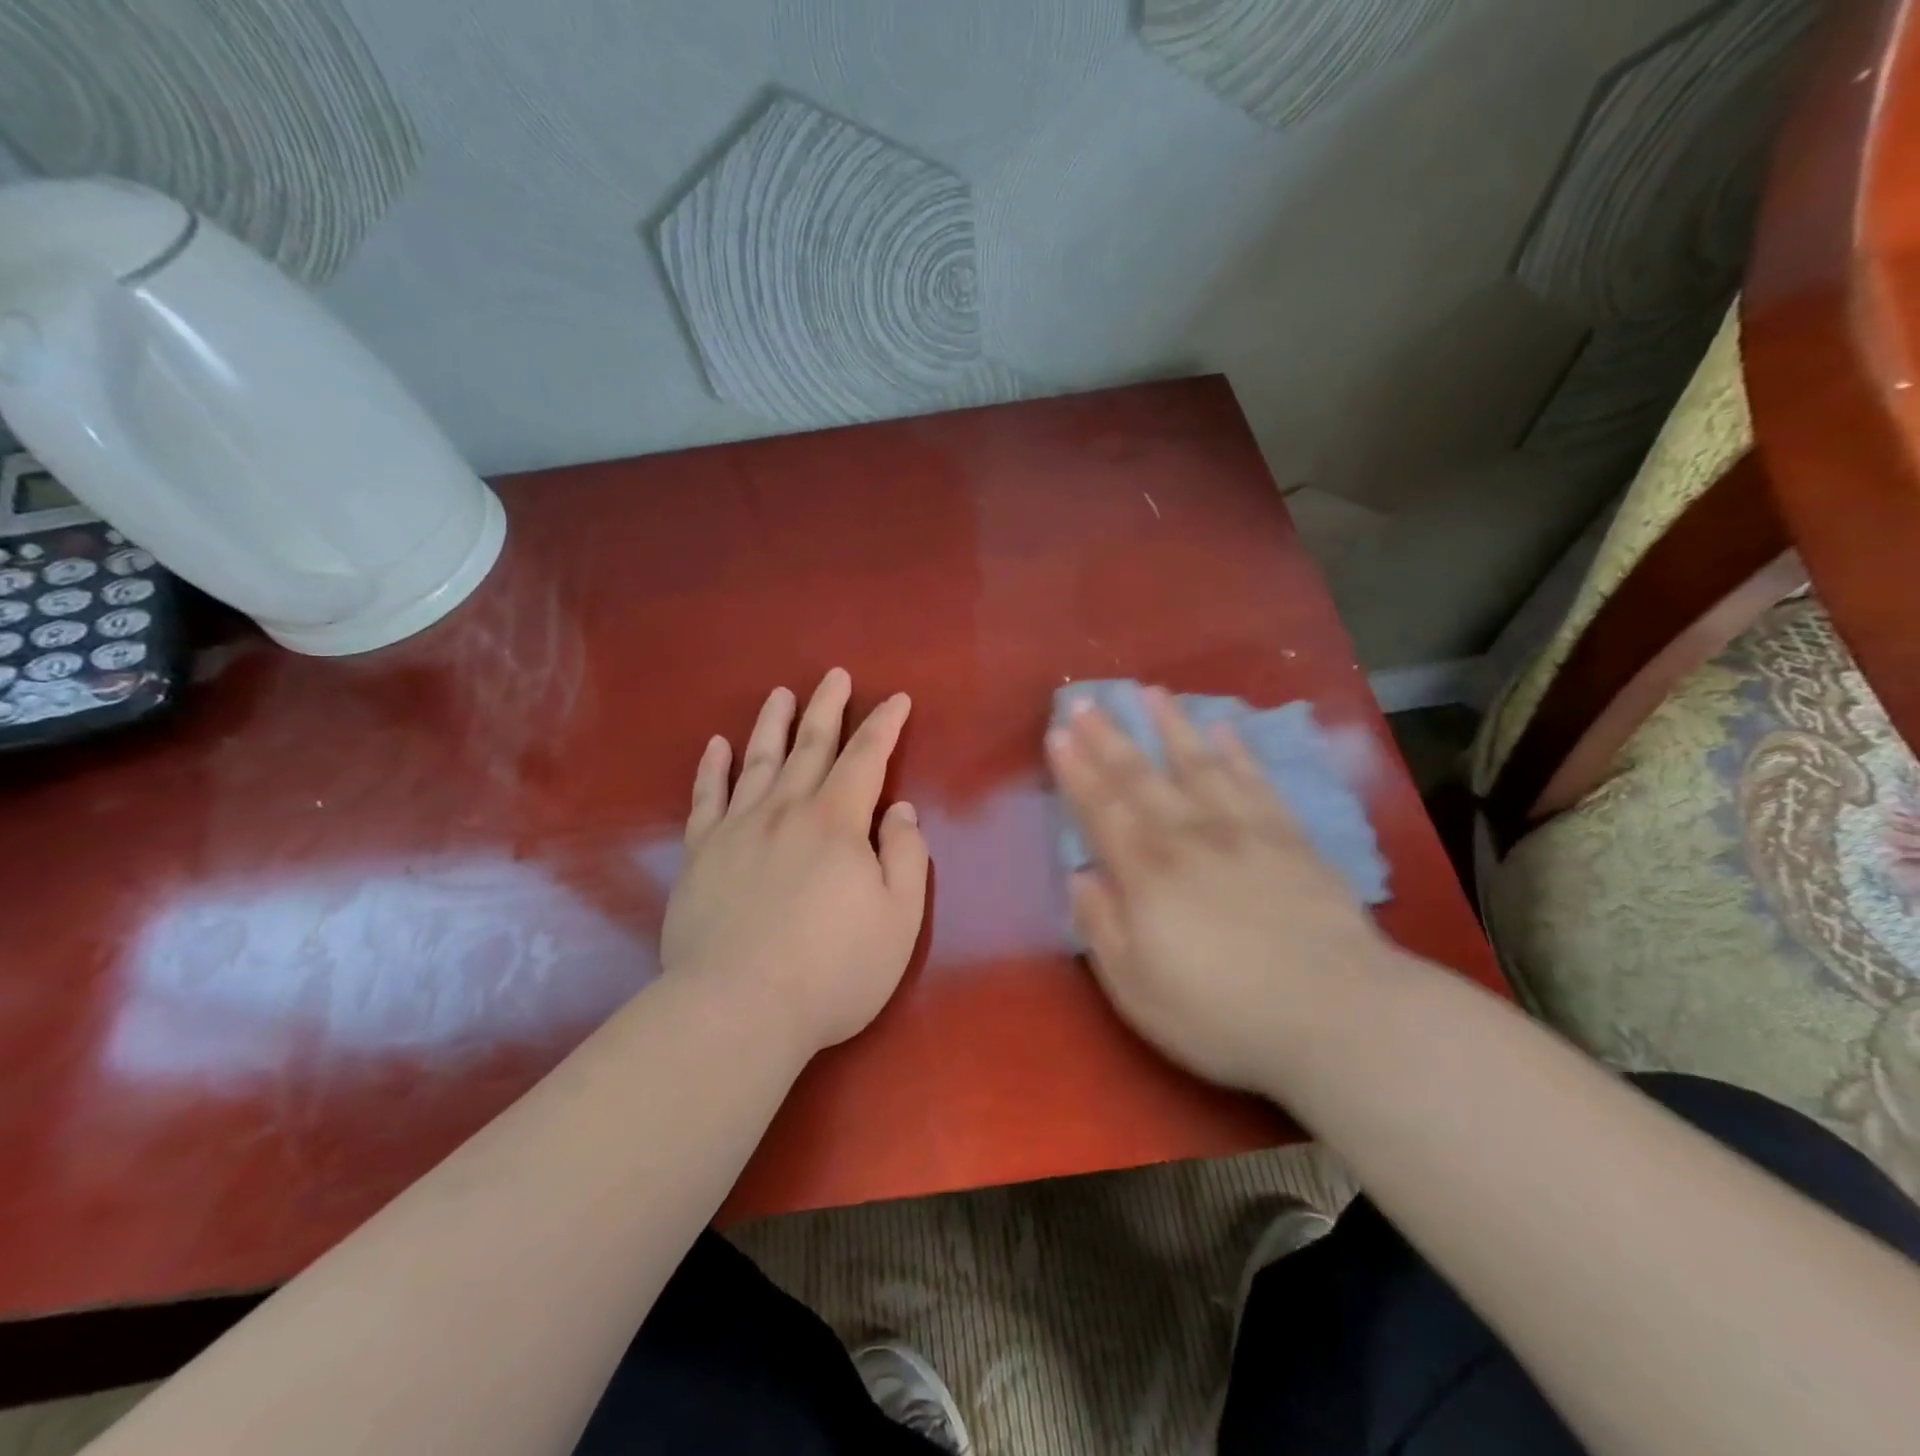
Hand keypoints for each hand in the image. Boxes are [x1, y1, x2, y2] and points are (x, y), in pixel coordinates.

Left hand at [661, 669, 929, 1055]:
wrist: (737, 1008)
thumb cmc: (832, 969)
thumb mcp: (899, 919)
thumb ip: (906, 857)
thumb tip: (900, 811)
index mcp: (837, 822)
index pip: (866, 758)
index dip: (885, 725)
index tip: (897, 699)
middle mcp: (786, 810)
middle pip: (811, 746)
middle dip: (828, 707)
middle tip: (835, 675)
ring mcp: (737, 828)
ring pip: (758, 760)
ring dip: (772, 724)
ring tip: (780, 694)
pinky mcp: (701, 854)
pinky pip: (706, 797)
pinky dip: (713, 768)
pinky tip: (716, 746)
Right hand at [1047, 688, 1396, 1093]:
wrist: (1336, 1015)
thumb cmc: (1222, 1013)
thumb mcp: (1136, 988)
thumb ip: (1101, 927)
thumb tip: (1080, 876)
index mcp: (1146, 872)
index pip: (1101, 809)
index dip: (1076, 770)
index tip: (1058, 733)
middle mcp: (1189, 836)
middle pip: (1140, 776)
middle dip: (1108, 737)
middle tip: (1086, 699)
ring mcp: (1243, 831)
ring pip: (1198, 764)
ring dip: (1171, 726)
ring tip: (1152, 692)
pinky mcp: (1290, 838)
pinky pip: (1256, 782)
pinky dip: (1237, 752)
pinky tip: (1224, 729)